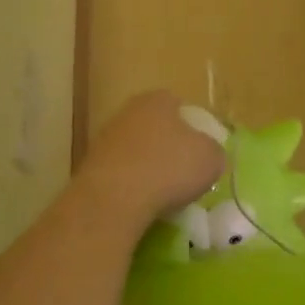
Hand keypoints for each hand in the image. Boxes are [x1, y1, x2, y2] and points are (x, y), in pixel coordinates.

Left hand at [74, 90, 223, 234]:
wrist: (113, 198)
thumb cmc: (168, 167)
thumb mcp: (211, 159)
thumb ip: (214, 152)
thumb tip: (209, 155)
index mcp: (157, 100)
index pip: (179, 105)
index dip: (193, 127)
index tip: (200, 151)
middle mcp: (129, 111)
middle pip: (155, 127)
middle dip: (168, 146)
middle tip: (183, 173)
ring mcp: (106, 138)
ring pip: (136, 150)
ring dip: (148, 168)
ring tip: (163, 194)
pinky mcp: (91, 166)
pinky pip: (121, 173)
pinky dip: (131, 186)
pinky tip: (141, 204)